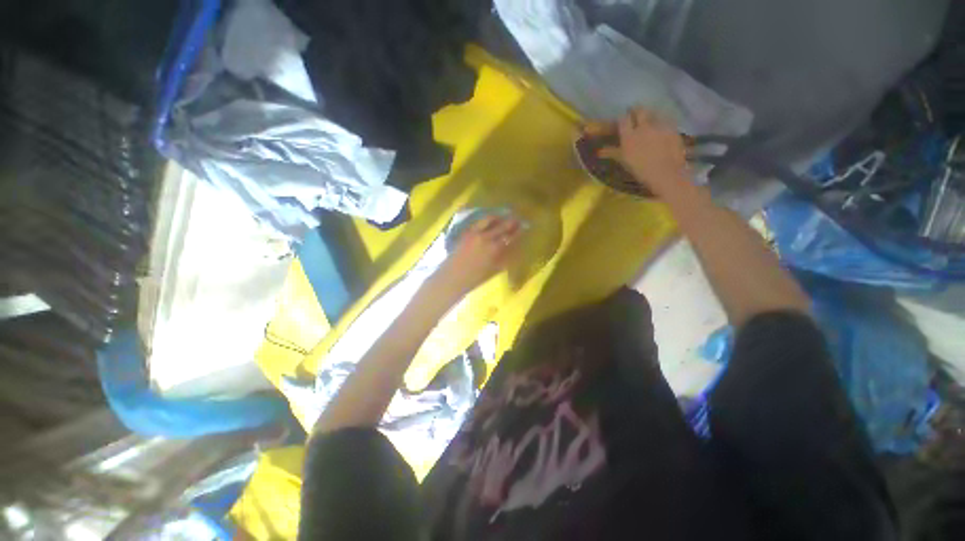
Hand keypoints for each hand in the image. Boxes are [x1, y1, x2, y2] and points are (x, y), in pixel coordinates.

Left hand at [433, 214, 522, 296]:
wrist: (453, 277)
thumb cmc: (475, 278)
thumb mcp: (494, 269)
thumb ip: (505, 258)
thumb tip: (513, 247)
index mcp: (495, 249)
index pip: (511, 236)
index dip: (519, 231)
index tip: (524, 227)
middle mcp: (487, 238)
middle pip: (503, 225)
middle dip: (511, 221)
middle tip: (516, 218)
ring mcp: (475, 233)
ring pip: (490, 219)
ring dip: (498, 217)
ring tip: (502, 217)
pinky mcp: (466, 232)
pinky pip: (479, 222)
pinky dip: (486, 220)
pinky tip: (489, 221)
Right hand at [592, 108, 689, 196]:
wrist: (665, 174)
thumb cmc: (641, 170)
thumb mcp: (624, 161)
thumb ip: (612, 152)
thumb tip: (599, 151)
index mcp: (629, 136)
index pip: (623, 119)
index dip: (622, 118)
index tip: (622, 120)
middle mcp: (643, 127)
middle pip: (639, 111)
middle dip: (637, 111)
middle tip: (636, 114)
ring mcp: (659, 126)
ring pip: (653, 113)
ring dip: (650, 115)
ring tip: (649, 121)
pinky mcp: (672, 127)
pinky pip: (665, 120)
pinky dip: (661, 122)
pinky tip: (661, 128)